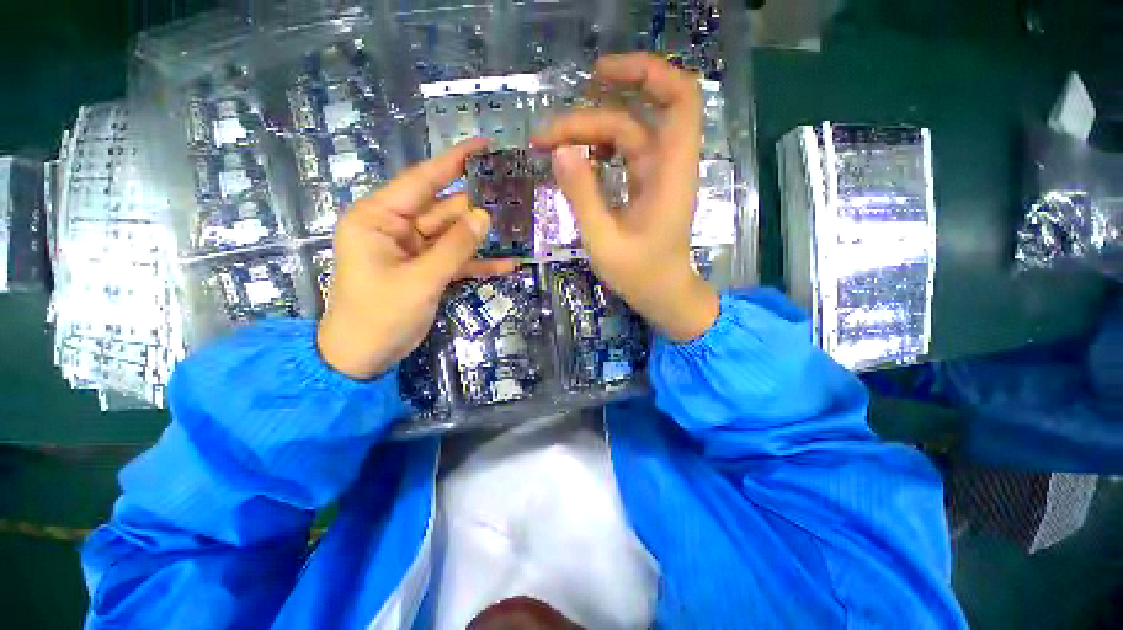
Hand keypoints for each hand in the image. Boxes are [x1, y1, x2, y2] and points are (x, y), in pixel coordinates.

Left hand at [317, 139, 513, 378]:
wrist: (364, 357)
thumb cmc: (380, 315)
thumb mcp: (420, 280)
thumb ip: (454, 247)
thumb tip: (484, 215)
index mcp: (379, 218)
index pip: (421, 180)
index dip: (453, 162)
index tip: (484, 146)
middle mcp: (396, 228)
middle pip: (443, 209)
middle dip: (477, 206)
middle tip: (514, 195)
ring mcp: (413, 250)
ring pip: (453, 236)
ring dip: (482, 236)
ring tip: (518, 226)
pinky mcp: (426, 270)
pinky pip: (456, 260)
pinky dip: (478, 263)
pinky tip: (507, 264)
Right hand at [531, 53, 718, 341]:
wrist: (663, 295)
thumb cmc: (639, 275)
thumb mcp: (603, 240)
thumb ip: (582, 196)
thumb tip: (559, 150)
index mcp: (670, 174)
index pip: (679, 99)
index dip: (647, 73)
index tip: (600, 74)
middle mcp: (667, 166)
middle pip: (634, 117)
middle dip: (589, 116)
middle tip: (546, 136)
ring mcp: (656, 175)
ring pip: (625, 134)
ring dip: (587, 133)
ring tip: (549, 147)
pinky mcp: (646, 186)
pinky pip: (622, 154)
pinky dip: (597, 150)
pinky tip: (575, 161)